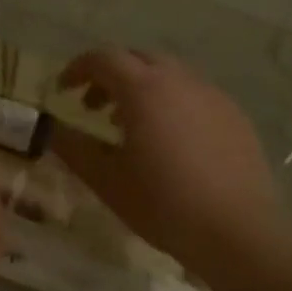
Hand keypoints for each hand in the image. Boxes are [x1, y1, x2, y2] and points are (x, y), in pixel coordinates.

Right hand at [49, 49, 281, 270]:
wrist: (238, 231)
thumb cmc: (163, 204)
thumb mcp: (106, 180)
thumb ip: (74, 149)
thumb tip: (53, 130)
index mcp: (144, 89)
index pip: (103, 59)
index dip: (77, 69)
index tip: (63, 91)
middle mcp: (179, 80)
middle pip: (137, 59)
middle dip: (110, 75)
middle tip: (94, 107)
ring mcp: (212, 95)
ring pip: (169, 74)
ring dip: (142, 88)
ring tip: (131, 126)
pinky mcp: (235, 116)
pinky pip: (194, 94)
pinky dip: (172, 103)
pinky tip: (171, 141)